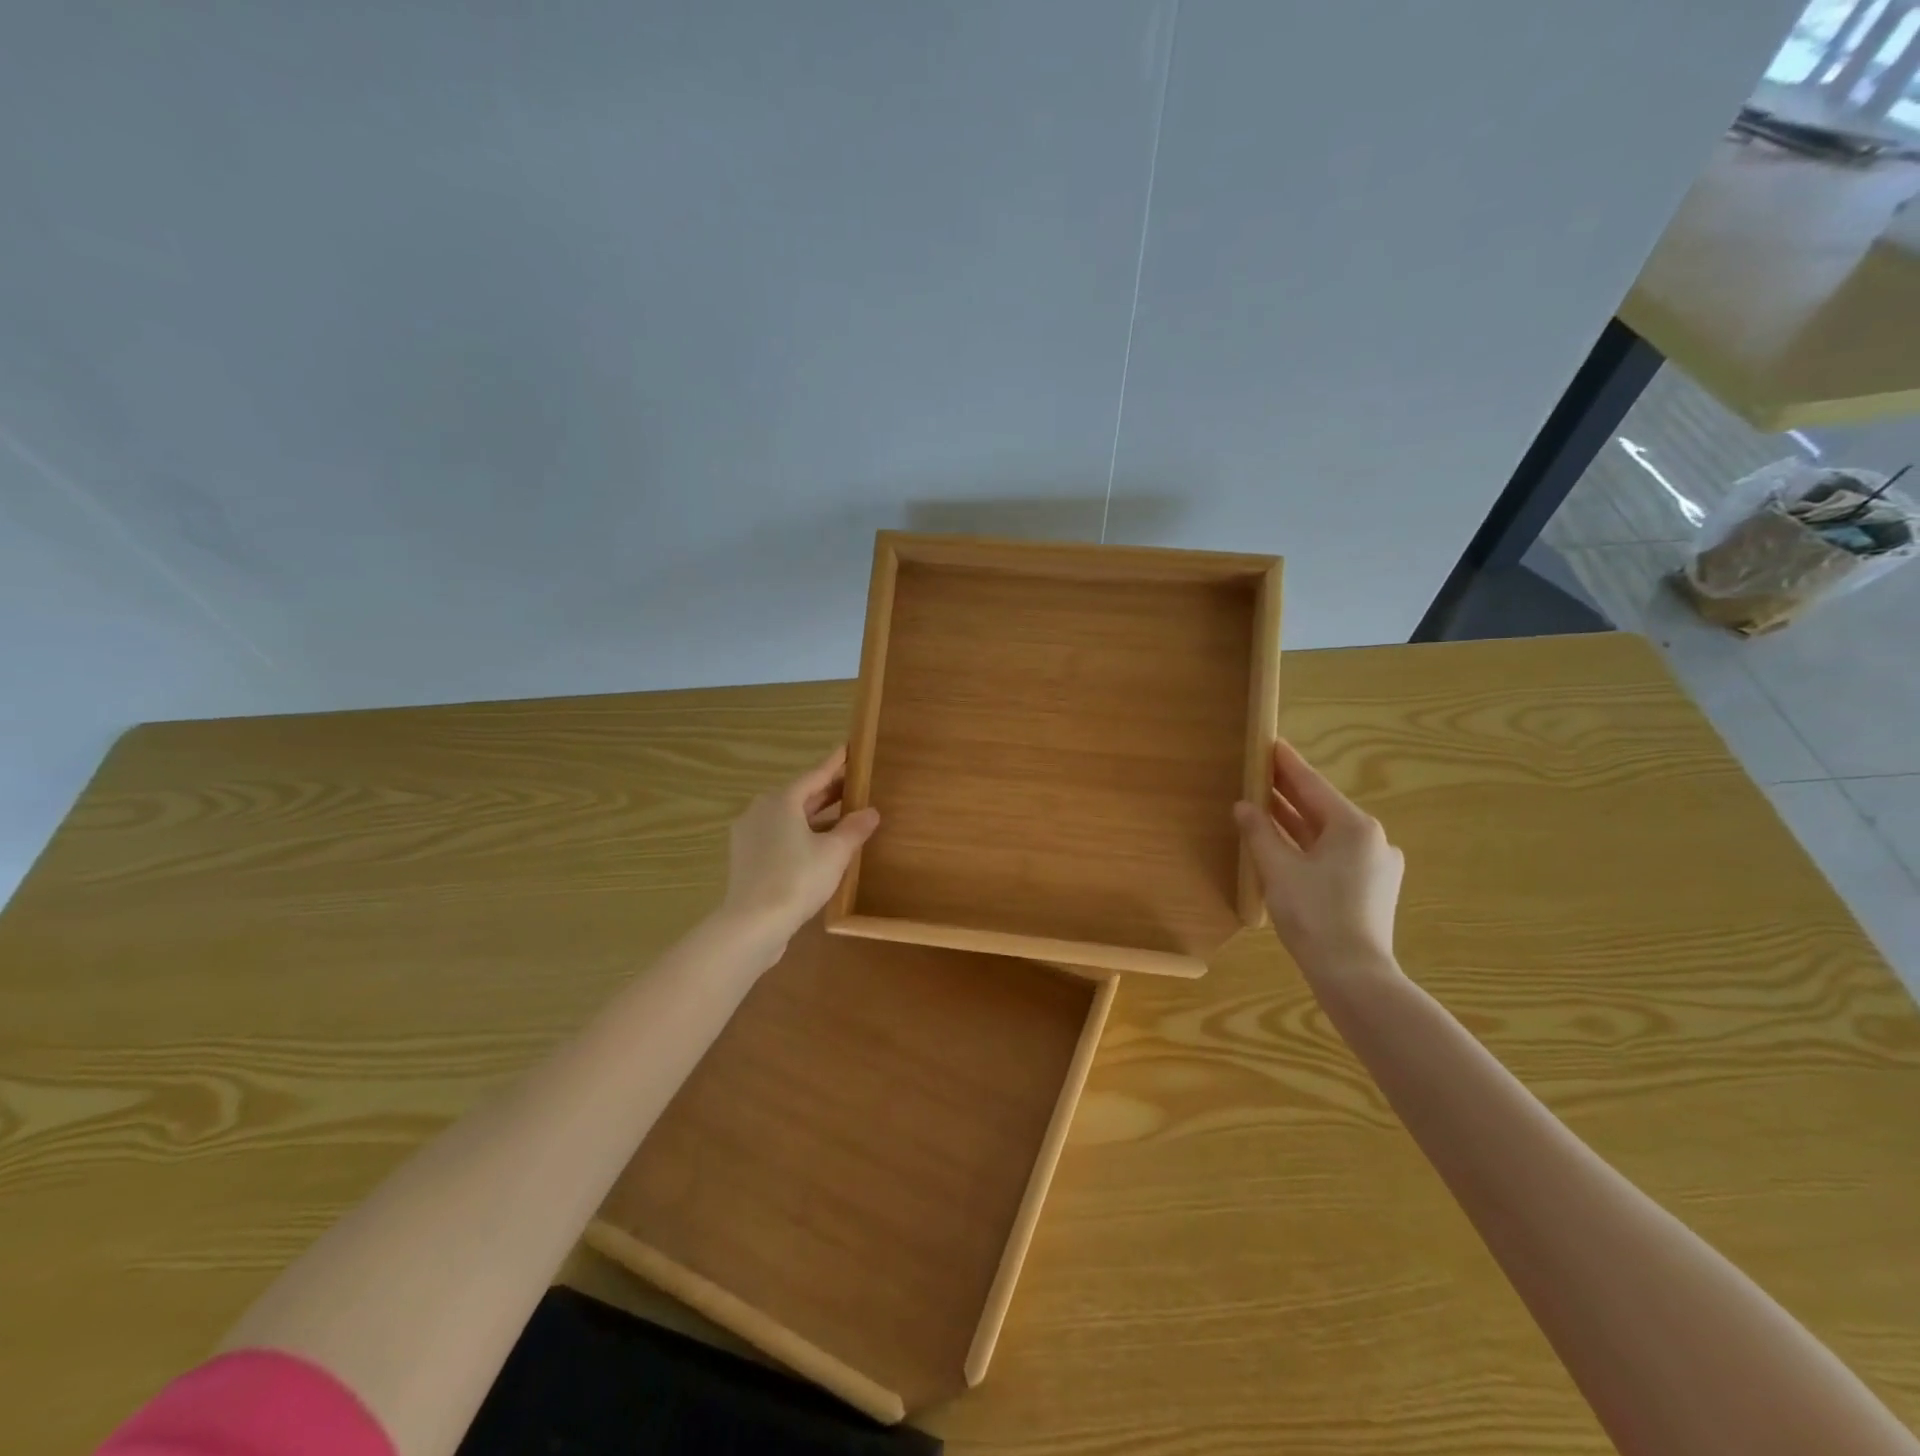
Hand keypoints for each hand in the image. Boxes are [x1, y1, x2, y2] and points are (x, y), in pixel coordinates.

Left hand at [718, 746, 879, 951]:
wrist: (752, 923)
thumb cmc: (797, 879)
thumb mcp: (835, 852)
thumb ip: (854, 829)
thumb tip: (871, 812)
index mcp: (781, 801)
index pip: (815, 775)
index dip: (835, 764)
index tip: (848, 749)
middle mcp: (760, 810)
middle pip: (800, 795)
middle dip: (827, 792)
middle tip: (853, 785)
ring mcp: (749, 835)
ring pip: (788, 818)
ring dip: (814, 816)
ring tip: (841, 817)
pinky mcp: (746, 859)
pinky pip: (778, 837)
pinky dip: (800, 835)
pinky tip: (817, 847)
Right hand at [1233, 739, 1404, 981]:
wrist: (1354, 975)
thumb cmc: (1314, 914)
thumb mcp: (1278, 869)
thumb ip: (1259, 832)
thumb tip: (1244, 806)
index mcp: (1353, 826)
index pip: (1312, 785)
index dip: (1286, 764)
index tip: (1269, 742)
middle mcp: (1371, 839)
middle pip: (1322, 807)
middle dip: (1289, 792)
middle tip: (1259, 771)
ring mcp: (1375, 865)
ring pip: (1327, 833)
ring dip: (1296, 820)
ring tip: (1264, 805)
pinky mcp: (1371, 888)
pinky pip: (1333, 854)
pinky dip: (1307, 844)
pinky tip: (1284, 845)